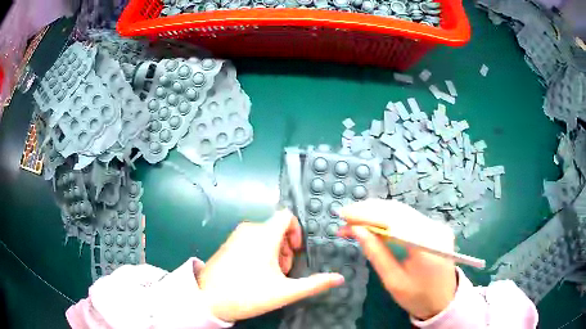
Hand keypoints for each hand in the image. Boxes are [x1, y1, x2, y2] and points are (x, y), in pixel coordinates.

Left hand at [197, 209, 344, 322]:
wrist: (208, 299)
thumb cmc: (248, 294)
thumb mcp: (285, 292)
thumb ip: (314, 284)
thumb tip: (339, 278)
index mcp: (264, 235)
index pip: (287, 216)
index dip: (297, 232)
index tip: (296, 252)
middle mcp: (249, 229)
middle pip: (277, 228)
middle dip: (286, 248)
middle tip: (282, 271)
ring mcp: (236, 236)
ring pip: (264, 235)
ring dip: (274, 252)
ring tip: (270, 275)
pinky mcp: (227, 244)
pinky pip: (251, 239)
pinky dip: (259, 251)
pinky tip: (254, 273)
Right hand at [338, 199, 456, 319]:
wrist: (443, 300)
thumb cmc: (417, 297)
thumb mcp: (393, 280)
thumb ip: (376, 253)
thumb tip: (356, 230)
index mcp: (425, 244)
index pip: (393, 220)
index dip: (367, 214)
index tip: (344, 214)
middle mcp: (434, 228)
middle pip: (397, 210)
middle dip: (369, 210)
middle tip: (345, 215)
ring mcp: (436, 225)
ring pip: (402, 211)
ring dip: (376, 212)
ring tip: (354, 218)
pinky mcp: (434, 227)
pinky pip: (407, 217)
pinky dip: (387, 217)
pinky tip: (373, 221)